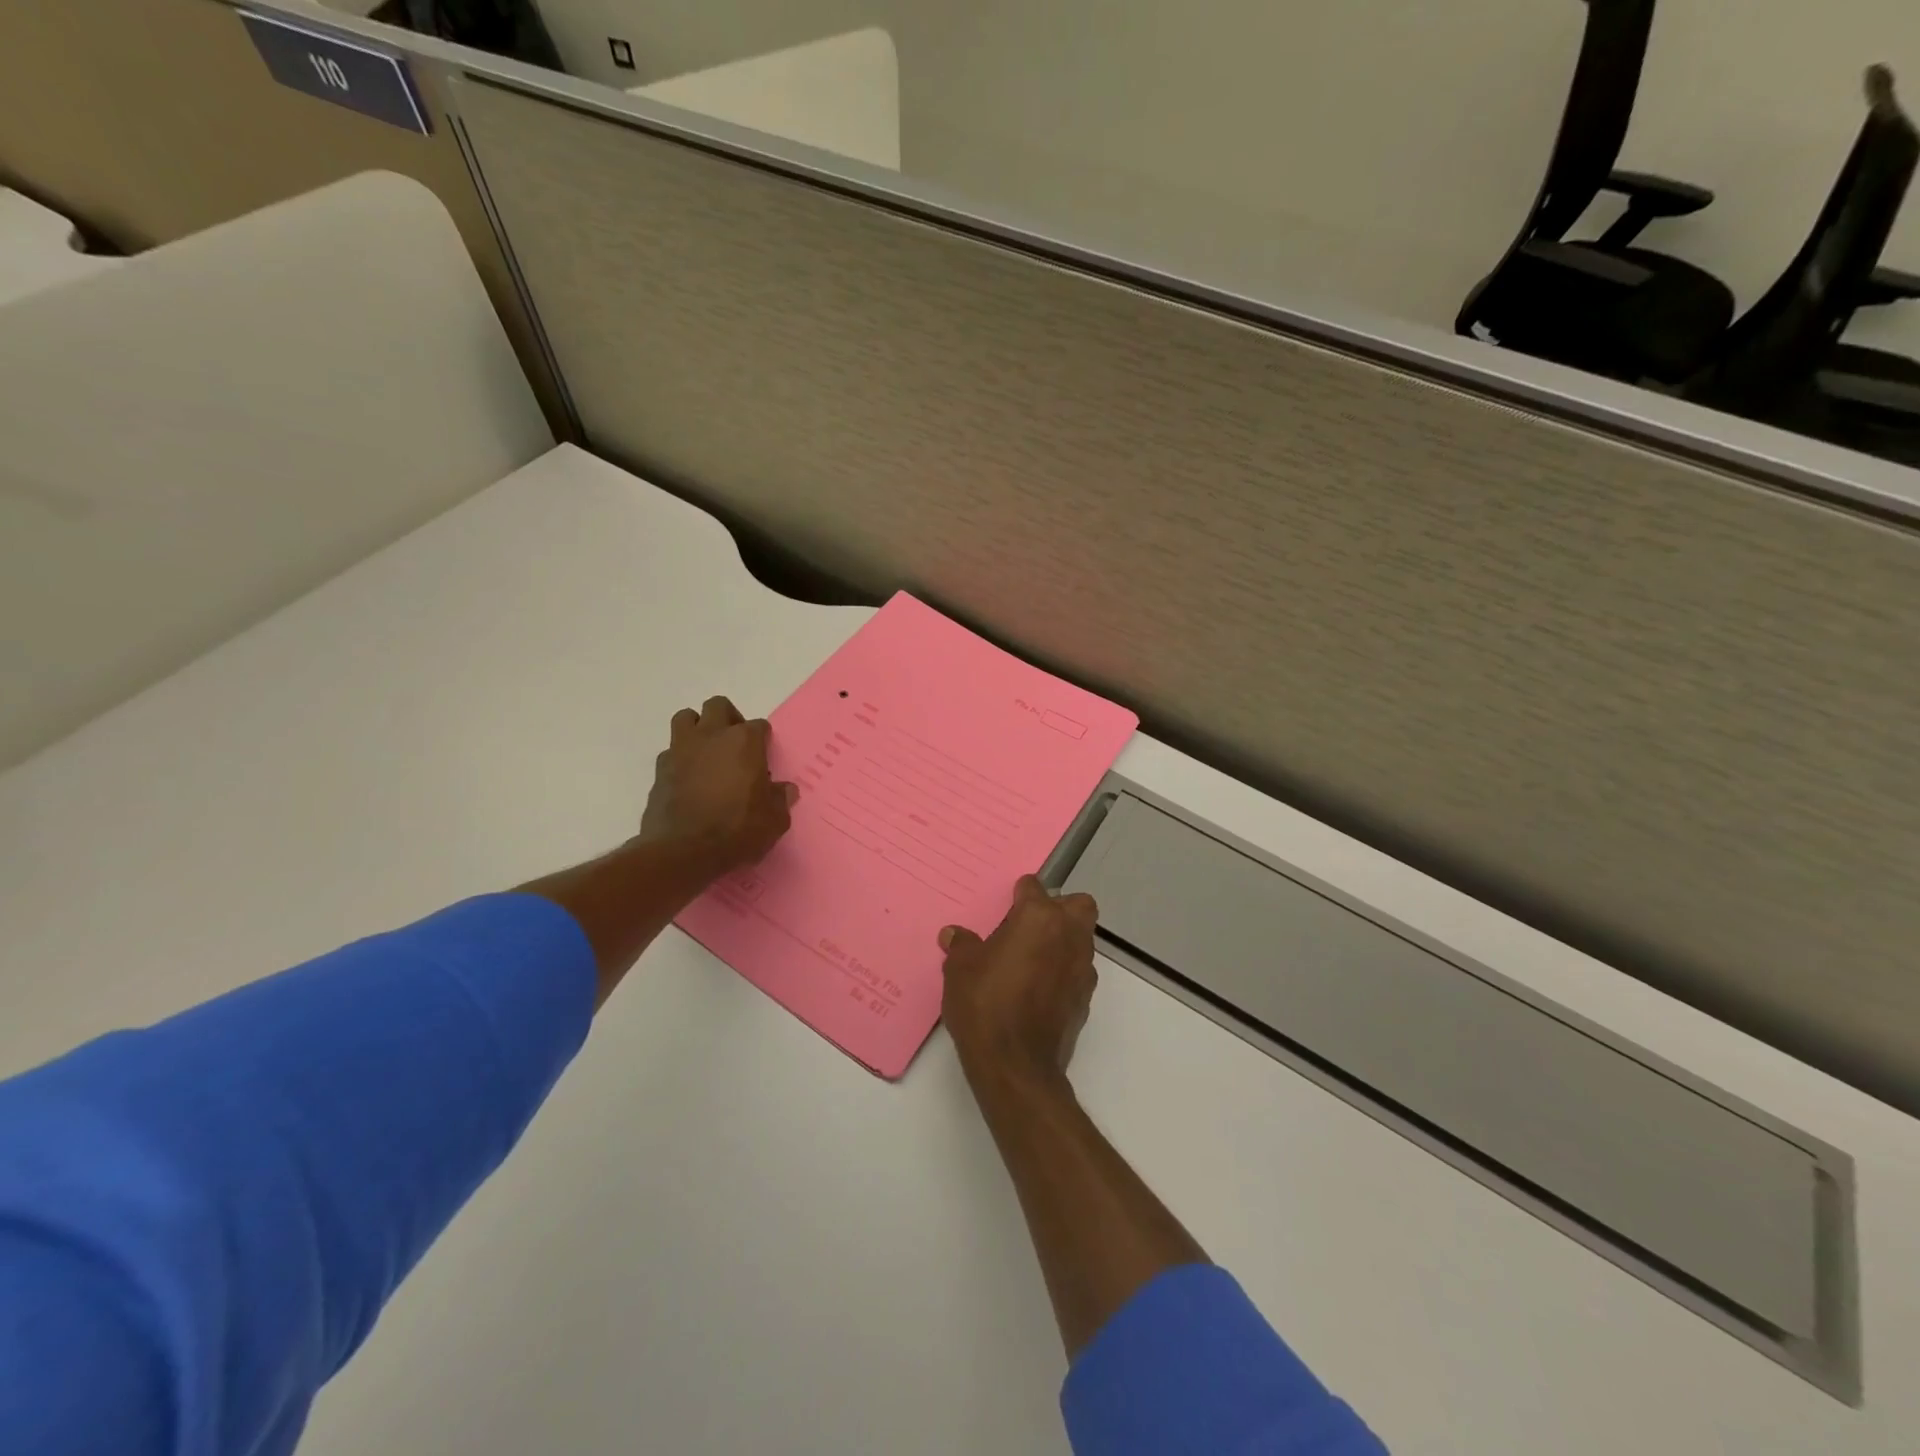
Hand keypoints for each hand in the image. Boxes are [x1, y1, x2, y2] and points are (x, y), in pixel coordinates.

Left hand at [640, 695, 796, 878]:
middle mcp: (711, 736)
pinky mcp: (659, 769)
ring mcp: (681, 750)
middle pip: (718, 706)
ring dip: (698, 729)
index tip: (764, 761)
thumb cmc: (737, 830)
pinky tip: (688, 779)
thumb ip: (780, 799)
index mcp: (744, 742)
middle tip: (735, 745)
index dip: (763, 742)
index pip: (759, 726)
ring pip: (686, 718)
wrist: (683, 851)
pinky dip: (680, 759)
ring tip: (707, 753)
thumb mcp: (773, 820)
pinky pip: (671, 751)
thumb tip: (785, 789)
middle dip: (728, 719)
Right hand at [939, 876, 1099, 1088]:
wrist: (1016, 1066)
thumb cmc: (986, 1005)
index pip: (1034, 887)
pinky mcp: (1086, 999)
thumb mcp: (960, 970)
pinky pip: (1078, 971)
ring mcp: (1083, 968)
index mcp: (1039, 918)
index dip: (1018, 894)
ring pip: (1082, 938)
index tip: (1006, 907)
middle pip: (1078, 905)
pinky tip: (1038, 989)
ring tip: (1030, 960)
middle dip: (1059, 909)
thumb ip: (962, 945)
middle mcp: (1068, 935)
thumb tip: (954, 934)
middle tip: (1029, 926)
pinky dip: (1064, 972)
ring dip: (1063, 941)